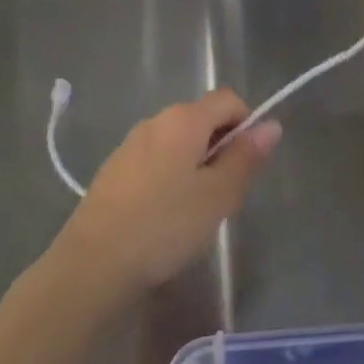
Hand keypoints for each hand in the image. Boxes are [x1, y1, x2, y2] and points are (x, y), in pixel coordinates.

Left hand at [56, 90, 280, 296]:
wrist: (93, 264)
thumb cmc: (165, 225)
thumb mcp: (218, 195)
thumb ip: (246, 158)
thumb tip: (271, 125)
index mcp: (183, 119)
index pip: (228, 99)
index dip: (246, 124)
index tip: (247, 164)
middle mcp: (155, 121)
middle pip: (202, 119)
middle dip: (221, 147)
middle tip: (225, 193)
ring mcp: (129, 145)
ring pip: (178, 142)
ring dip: (196, 164)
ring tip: (195, 210)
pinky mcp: (113, 170)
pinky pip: (155, 161)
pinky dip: (170, 177)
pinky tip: (164, 216)